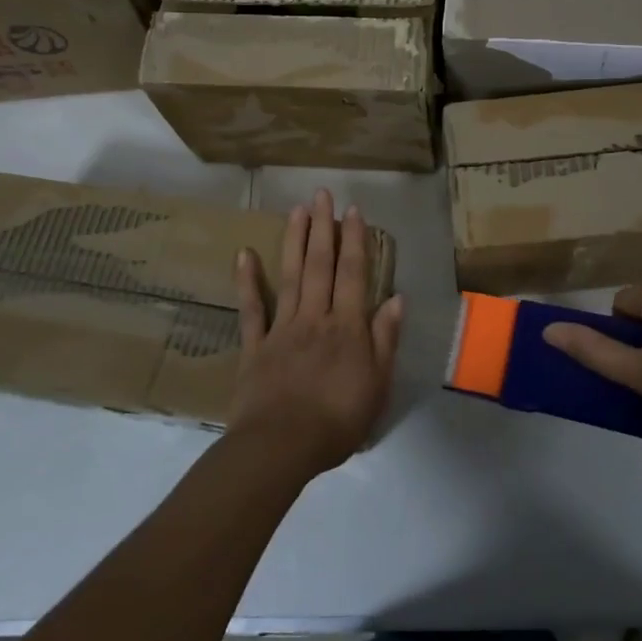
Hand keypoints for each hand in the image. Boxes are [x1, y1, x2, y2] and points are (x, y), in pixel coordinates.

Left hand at [227, 189, 404, 477]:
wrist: (282, 446)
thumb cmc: (338, 420)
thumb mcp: (378, 384)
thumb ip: (385, 339)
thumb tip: (396, 298)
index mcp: (347, 327)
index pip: (354, 274)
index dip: (355, 241)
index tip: (353, 210)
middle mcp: (315, 317)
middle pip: (320, 266)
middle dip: (323, 228)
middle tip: (322, 194)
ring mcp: (282, 328)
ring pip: (290, 277)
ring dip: (294, 241)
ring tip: (297, 210)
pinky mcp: (255, 346)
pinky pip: (251, 309)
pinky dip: (247, 281)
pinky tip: (244, 254)